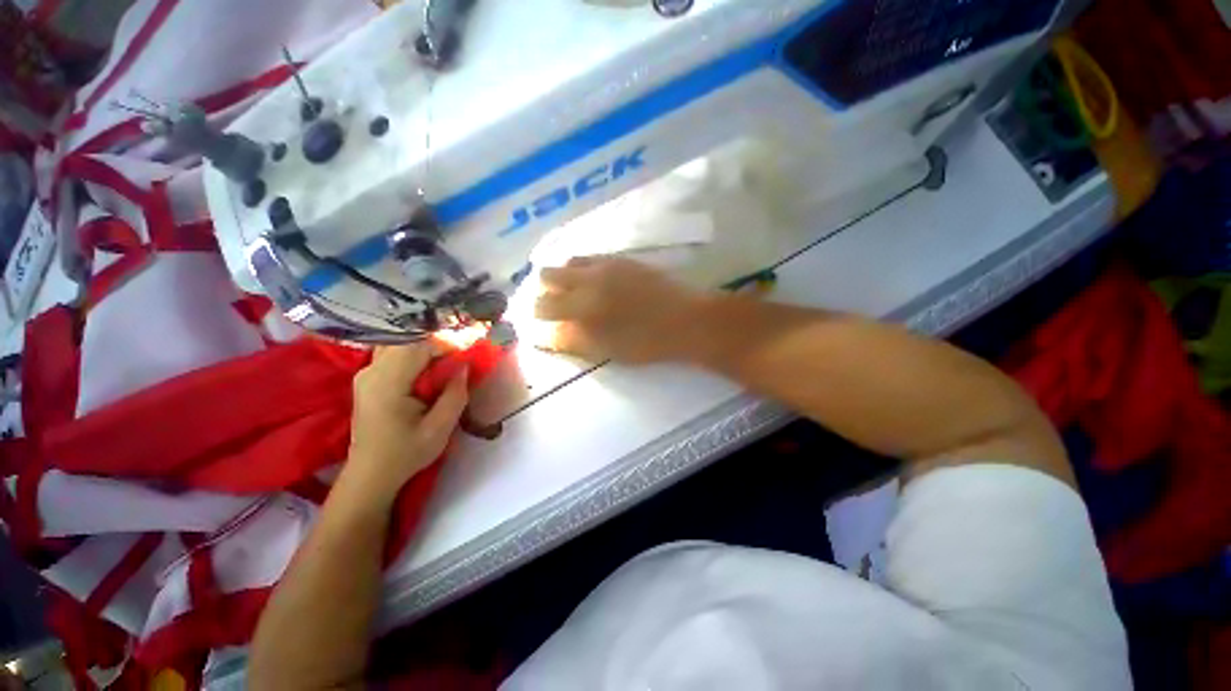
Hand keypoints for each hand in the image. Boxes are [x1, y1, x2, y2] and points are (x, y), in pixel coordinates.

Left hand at [342, 343, 468, 506]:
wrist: (371, 474)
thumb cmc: (406, 454)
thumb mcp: (439, 429)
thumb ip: (455, 395)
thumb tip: (464, 366)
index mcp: (387, 384)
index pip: (418, 345)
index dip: (446, 344)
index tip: (468, 354)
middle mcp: (371, 371)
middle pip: (408, 339)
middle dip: (438, 343)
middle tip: (460, 357)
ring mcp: (366, 373)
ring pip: (400, 343)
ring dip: (426, 347)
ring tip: (447, 362)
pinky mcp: (367, 378)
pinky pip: (394, 353)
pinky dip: (415, 354)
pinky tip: (429, 368)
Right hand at [534, 256, 705, 363]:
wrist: (686, 319)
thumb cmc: (647, 343)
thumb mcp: (606, 350)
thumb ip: (573, 341)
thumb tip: (547, 335)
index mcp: (583, 309)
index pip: (544, 310)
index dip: (537, 317)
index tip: (539, 323)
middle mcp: (587, 282)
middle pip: (547, 278)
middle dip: (543, 293)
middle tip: (552, 306)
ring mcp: (603, 267)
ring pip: (565, 264)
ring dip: (560, 278)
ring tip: (570, 292)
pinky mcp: (619, 259)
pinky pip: (586, 258)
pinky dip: (579, 269)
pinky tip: (591, 281)